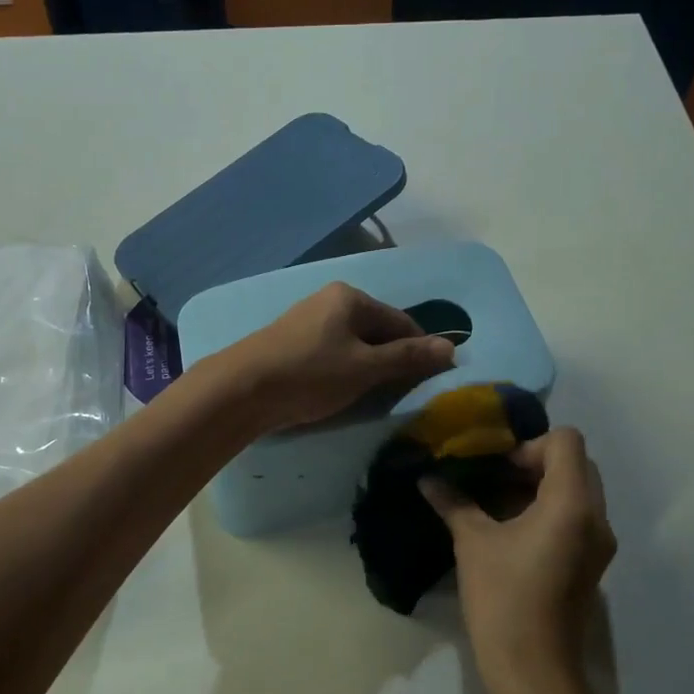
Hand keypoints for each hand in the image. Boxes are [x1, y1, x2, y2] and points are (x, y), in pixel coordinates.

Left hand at [216, 282, 455, 432]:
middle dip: (392, 359)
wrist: (241, 389)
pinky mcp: (291, 342)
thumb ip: (408, 357)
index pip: (401, 321)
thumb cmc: (310, 374)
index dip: (420, 349)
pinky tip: (339, 391)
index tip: (430, 380)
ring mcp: (307, 320)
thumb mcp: (365, 368)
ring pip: (354, 344)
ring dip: (368, 368)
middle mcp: (329, 300)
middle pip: (377, 330)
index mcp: (350, 297)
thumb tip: (451, 347)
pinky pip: (332, 353)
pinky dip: (344, 370)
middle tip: (398, 393)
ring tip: (370, 396)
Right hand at [421, 429, 615, 693]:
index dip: (529, 445)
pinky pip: (576, 517)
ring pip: (577, 490)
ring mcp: (598, 542)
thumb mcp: (472, 543)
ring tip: (497, 504)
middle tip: (495, 481)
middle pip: (576, 463)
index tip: (498, 470)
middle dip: (534, 463)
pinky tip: (511, 530)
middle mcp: (596, 517)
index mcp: (572, 503)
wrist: (534, 670)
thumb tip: (426, 478)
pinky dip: (548, 510)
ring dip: (540, 487)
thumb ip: (453, 502)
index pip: (566, 441)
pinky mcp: (592, 563)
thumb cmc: (504, 599)